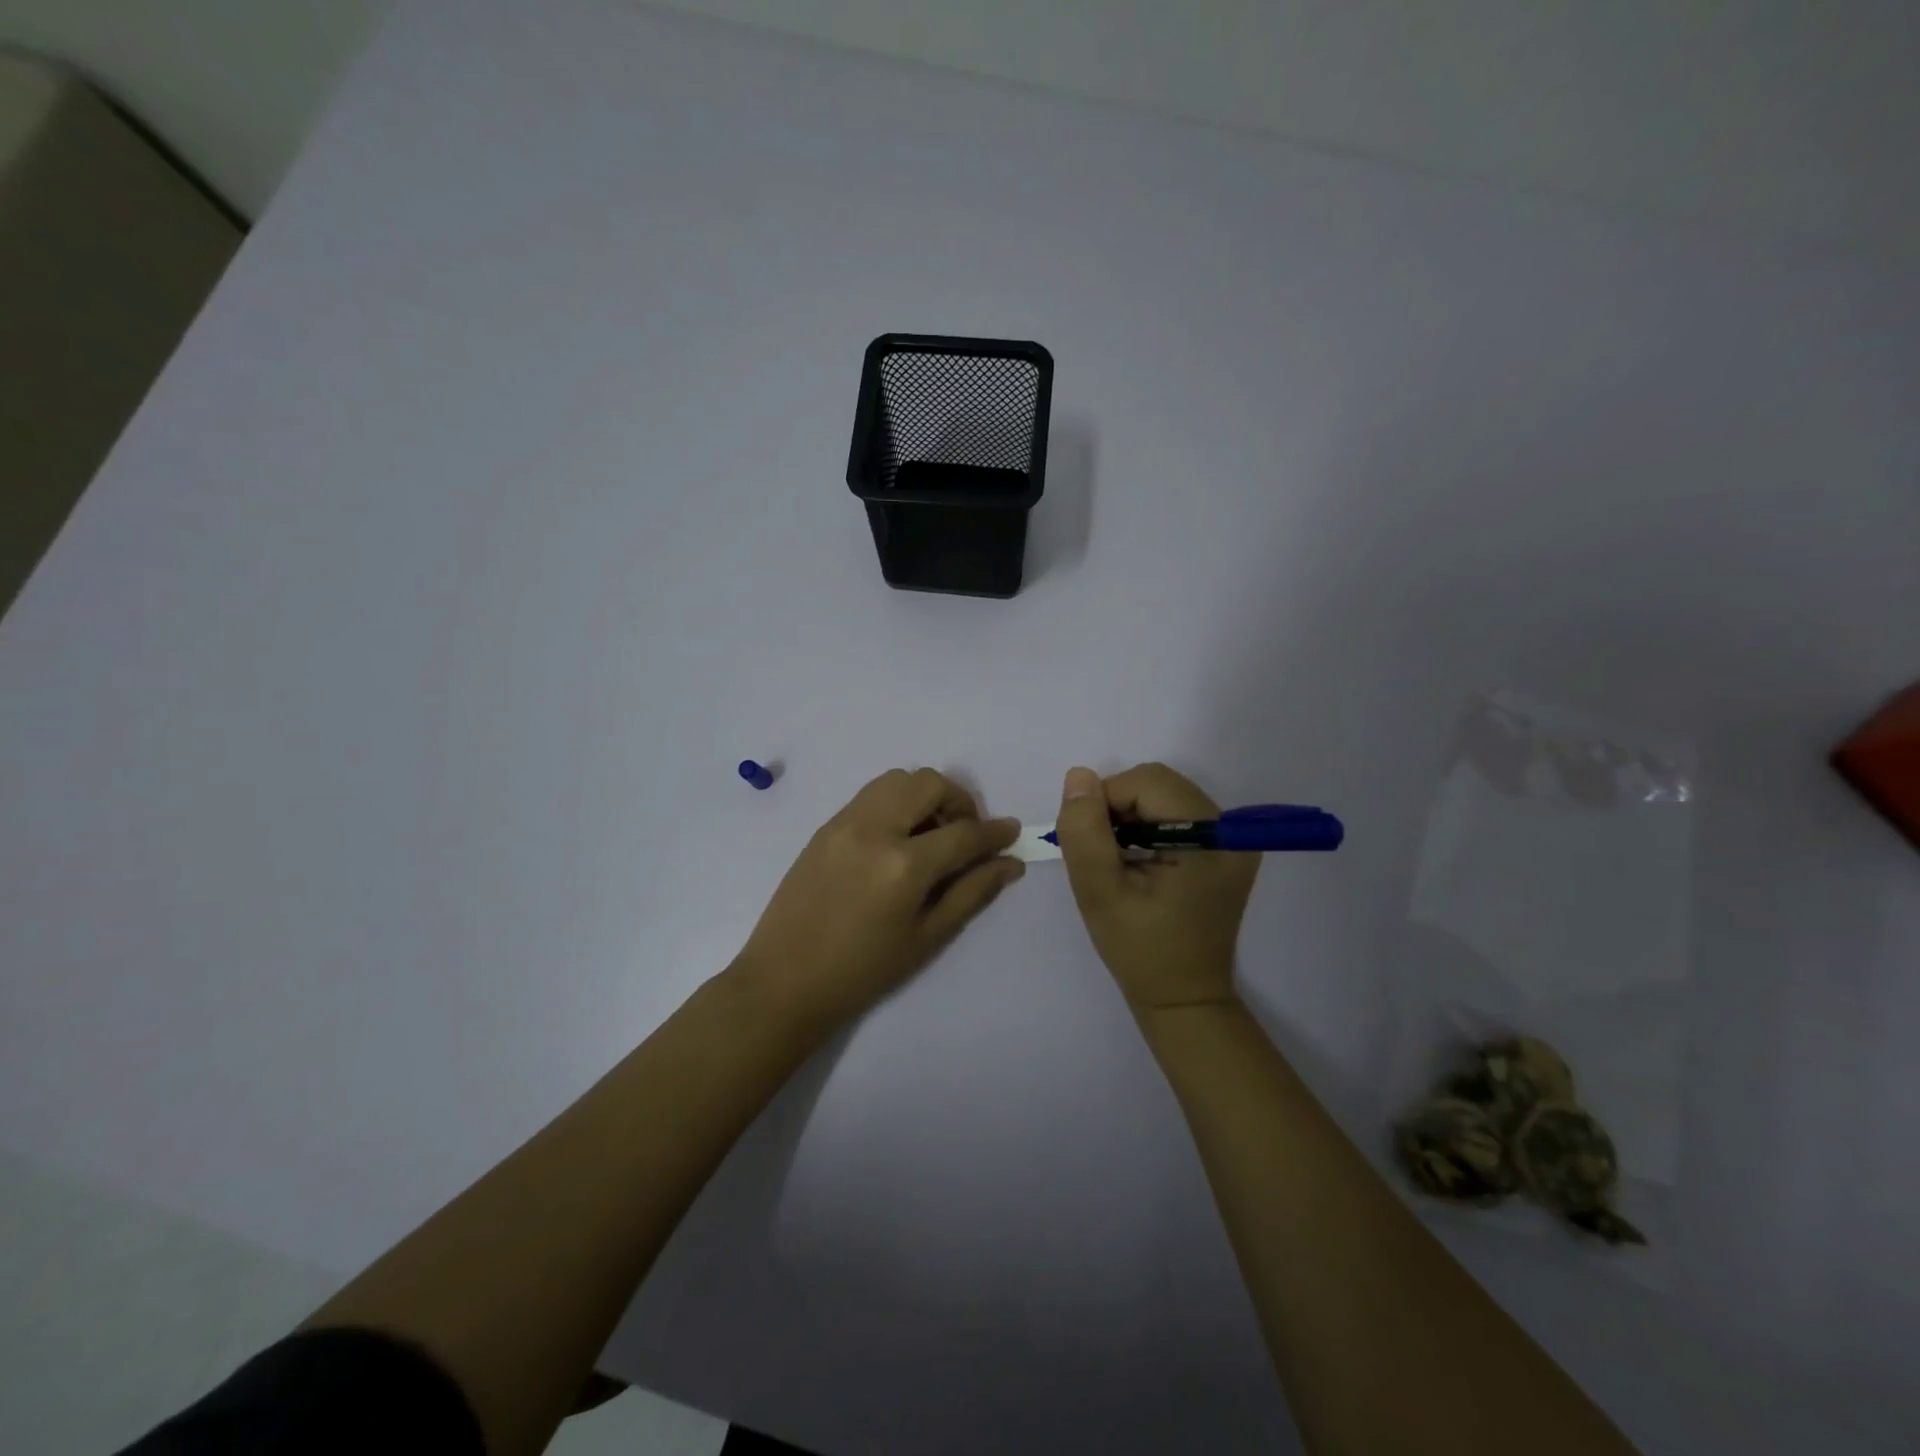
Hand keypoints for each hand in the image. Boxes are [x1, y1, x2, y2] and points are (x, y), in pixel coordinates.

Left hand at [735, 768, 1023, 1029]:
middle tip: (964, 834)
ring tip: (929, 834)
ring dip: (924, 796)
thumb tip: (1009, 863)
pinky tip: (897, 840)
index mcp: (903, 865)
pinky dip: (896, 803)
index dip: (994, 832)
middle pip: (929, 783)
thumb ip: (972, 892)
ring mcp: (844, 822)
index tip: (1011, 832)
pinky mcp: (825, 826)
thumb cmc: (862, 971)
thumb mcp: (927, 938)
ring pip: (896, 779)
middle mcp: (874, 829)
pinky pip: (871, 795)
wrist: (784, 980)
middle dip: (959, 801)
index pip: (963, 833)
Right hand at [1054, 763, 1259, 1014]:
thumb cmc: (1140, 952)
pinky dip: (1146, 825)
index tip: (1088, 842)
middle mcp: (1231, 830)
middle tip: (1102, 853)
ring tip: (1118, 859)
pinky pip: (1175, 812)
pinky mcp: (1225, 847)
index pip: (1147, 783)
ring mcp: (1232, 839)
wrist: (1184, 998)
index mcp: (1210, 840)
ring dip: (1130, 816)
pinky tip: (1137, 860)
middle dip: (1118, 807)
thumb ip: (1085, 833)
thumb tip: (1078, 777)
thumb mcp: (1099, 894)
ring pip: (1163, 794)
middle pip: (1158, 784)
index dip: (1106, 801)